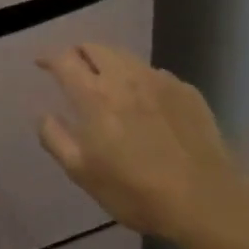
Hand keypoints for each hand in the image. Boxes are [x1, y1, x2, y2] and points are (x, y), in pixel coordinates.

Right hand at [36, 43, 244, 241]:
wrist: (207, 201)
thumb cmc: (136, 191)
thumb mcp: (82, 173)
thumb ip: (56, 138)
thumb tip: (43, 115)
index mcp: (94, 95)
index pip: (64, 59)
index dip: (49, 57)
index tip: (42, 63)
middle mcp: (124, 77)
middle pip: (94, 47)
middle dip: (78, 52)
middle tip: (73, 69)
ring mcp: (159, 80)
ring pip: (125, 56)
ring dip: (108, 62)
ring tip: (107, 81)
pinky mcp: (186, 91)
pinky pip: (154, 74)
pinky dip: (139, 79)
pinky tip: (145, 101)